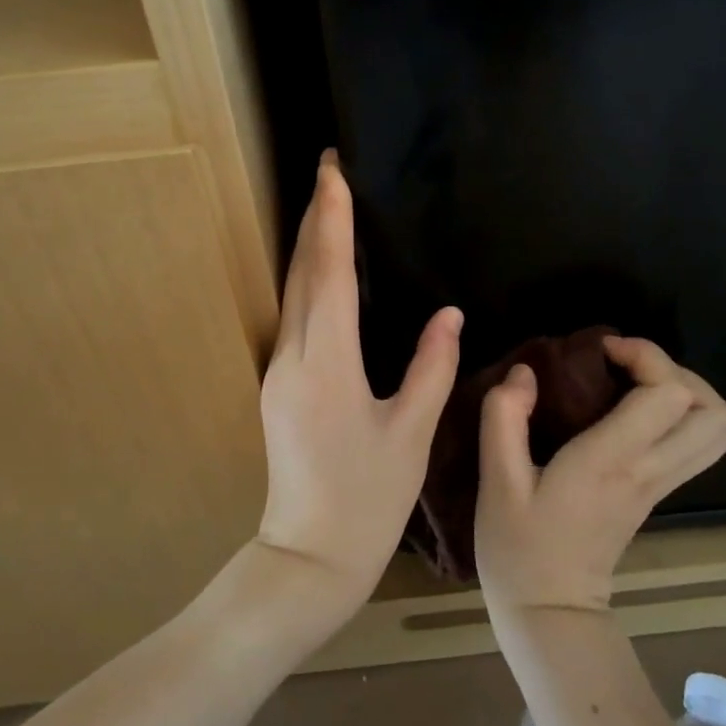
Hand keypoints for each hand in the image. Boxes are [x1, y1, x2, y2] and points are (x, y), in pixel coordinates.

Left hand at [256, 152, 462, 617]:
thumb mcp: (412, 432)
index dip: (334, 219)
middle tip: (328, 169)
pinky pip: (293, 315)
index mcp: (328, 364)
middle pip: (302, 272)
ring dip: (308, 244)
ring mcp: (277, 371)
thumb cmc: (368, 499)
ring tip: (327, 204)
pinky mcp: (277, 384)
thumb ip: (431, 367)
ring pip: (292, 291)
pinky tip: (324, 268)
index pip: (331, 274)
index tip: (334, 172)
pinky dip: (308, 279)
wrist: (308, 555)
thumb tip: (448, 314)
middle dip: (314, 216)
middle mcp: (292, 357)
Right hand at [476, 337, 725, 618]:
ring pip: (717, 430)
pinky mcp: (658, 495)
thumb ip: (504, 417)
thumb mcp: (496, 480)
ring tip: (636, 383)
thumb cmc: (519, 546)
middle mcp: (649, 469)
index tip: (600, 350)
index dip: (645, 357)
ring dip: (685, 393)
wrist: (549, 611)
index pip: (669, 394)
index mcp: (612, 460)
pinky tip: (636, 412)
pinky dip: (683, 416)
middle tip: (625, 365)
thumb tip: (525, 372)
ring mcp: (660, 485)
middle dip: (674, 371)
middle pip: (711, 410)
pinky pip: (700, 446)